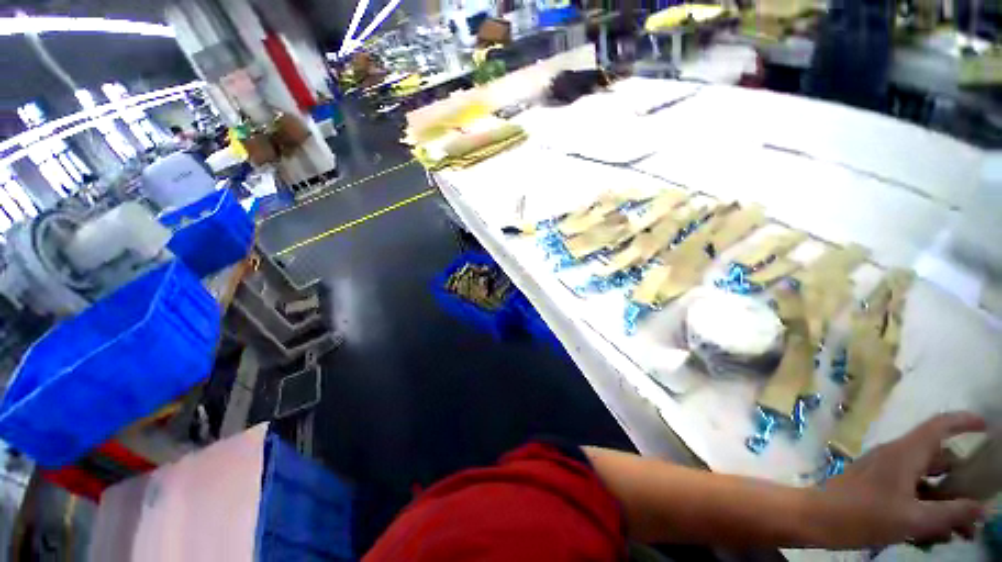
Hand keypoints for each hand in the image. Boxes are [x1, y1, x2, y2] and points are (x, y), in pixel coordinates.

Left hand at [819, 412, 986, 547]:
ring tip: (964, 533)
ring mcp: (884, 470)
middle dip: (962, 484)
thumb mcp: (915, 519)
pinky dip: (927, 508)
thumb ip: (951, 513)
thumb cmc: (865, 516)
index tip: (988, 427)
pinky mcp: (877, 485)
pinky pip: (911, 492)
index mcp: (904, 453)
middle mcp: (896, 456)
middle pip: (938, 459)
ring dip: (946, 503)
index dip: (964, 422)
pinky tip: (937, 536)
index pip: (938, 426)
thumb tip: (984, 509)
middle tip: (979, 511)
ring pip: (926, 480)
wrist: (817, 518)